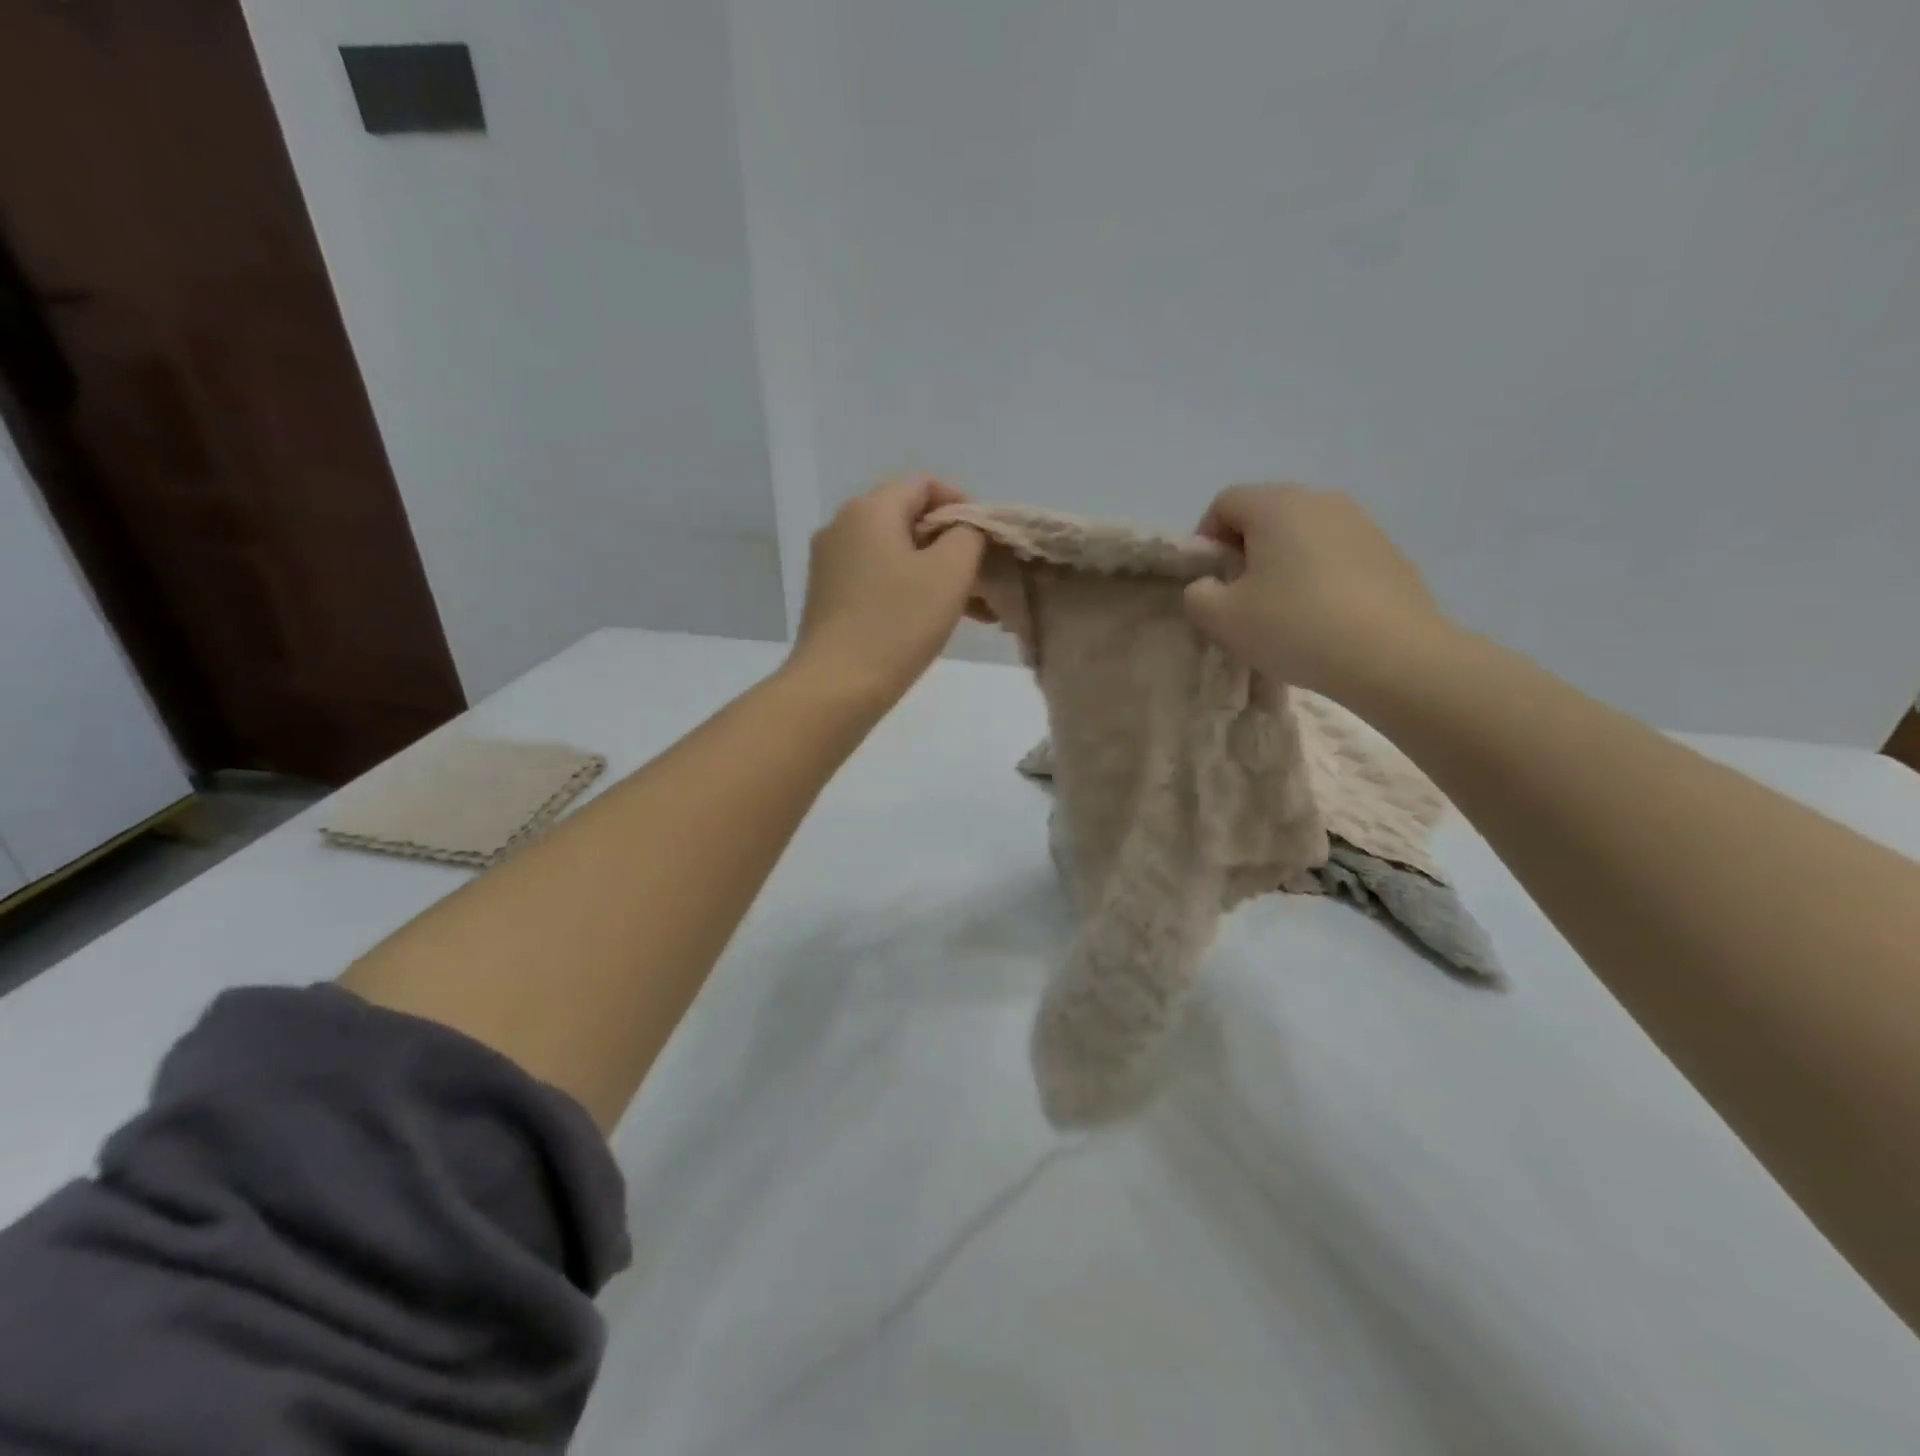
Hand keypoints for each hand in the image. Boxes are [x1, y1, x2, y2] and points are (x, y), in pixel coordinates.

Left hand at [788, 475, 984, 707]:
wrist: (836, 687)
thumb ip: (969, 535)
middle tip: (985, 578)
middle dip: (953, 545)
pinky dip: (911, 590)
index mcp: (869, 509)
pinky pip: (879, 579)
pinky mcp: (829, 598)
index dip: (963, 504)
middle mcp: (842, 527)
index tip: (989, 540)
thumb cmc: (897, 623)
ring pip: (896, 554)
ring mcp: (831, 564)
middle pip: (909, 519)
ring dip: (937, 573)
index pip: (924, 485)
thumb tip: (965, 529)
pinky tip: (938, 620)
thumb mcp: (950, 572)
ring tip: (975, 609)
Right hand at [1183, 484, 1449, 697]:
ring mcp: (1361, 523)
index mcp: (1276, 504)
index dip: (1206, 541)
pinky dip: (1319, 577)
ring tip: (1284, 612)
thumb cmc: (1295, 627)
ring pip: (1303, 535)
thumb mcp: (1221, 619)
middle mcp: (1320, 499)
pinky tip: (1323, 618)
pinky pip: (1336, 555)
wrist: (1393, 656)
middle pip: (1265, 515)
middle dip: (1245, 552)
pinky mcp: (1388, 552)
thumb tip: (1209, 586)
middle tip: (1241, 600)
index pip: (1224, 503)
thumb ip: (1197, 595)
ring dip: (1283, 565)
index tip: (1210, 583)